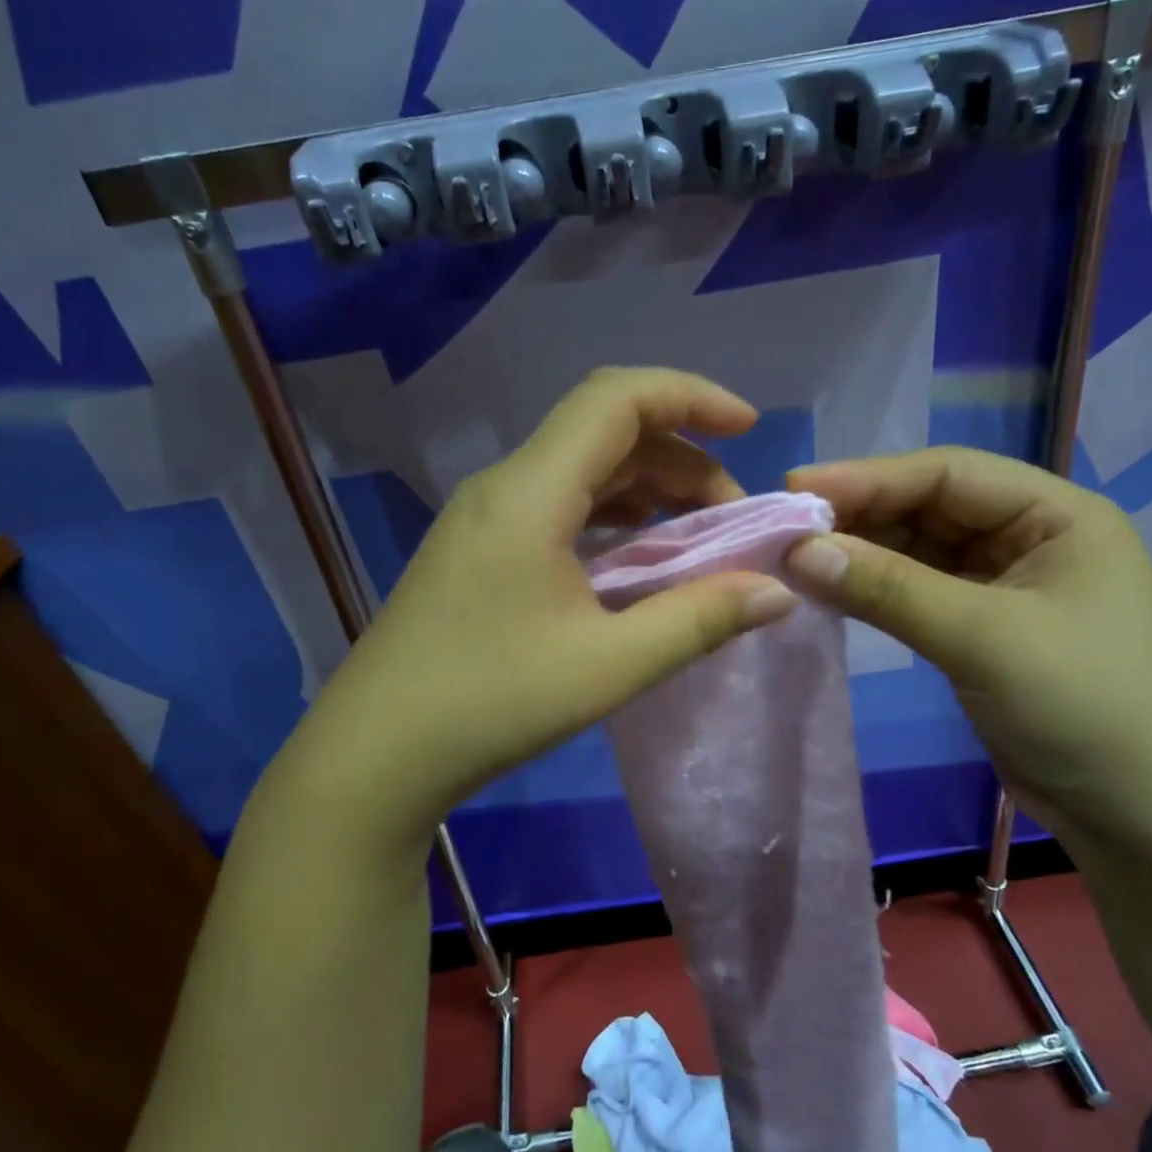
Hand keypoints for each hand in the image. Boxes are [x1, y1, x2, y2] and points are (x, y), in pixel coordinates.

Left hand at [303, 369, 797, 816]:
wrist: (375, 754)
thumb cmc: (489, 702)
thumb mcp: (608, 665)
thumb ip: (698, 620)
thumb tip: (777, 591)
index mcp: (531, 492)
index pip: (617, 398)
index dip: (691, 396)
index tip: (749, 429)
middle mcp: (505, 487)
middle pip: (605, 433)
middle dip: (682, 458)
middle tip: (733, 516)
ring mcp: (485, 518)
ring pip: (582, 471)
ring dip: (648, 489)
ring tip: (698, 536)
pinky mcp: (479, 551)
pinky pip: (559, 507)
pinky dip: (612, 518)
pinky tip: (637, 559)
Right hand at [784, 447, 1151, 844]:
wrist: (1142, 818)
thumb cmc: (1083, 707)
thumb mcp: (983, 638)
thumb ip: (888, 589)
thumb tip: (799, 551)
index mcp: (1057, 516)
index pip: (950, 475)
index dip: (870, 476)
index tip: (797, 485)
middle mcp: (1032, 539)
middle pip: (931, 508)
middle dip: (861, 515)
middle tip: (787, 526)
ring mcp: (1006, 587)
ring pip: (920, 553)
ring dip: (862, 554)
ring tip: (796, 558)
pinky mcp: (983, 631)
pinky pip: (919, 594)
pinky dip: (876, 592)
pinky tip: (832, 591)